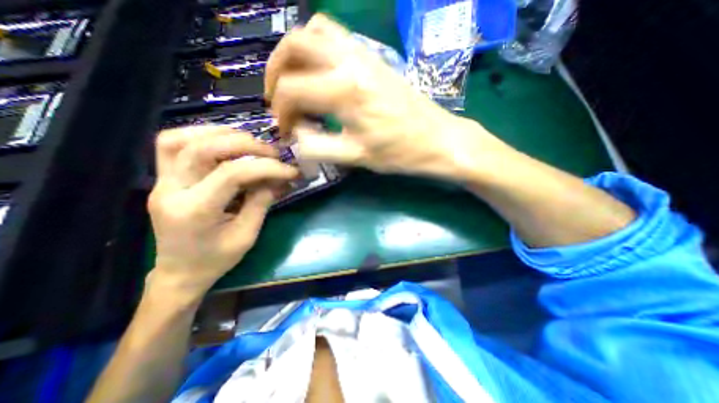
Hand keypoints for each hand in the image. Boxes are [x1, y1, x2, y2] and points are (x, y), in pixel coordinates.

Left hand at [148, 126, 296, 302]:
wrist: (180, 273)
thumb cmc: (216, 259)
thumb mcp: (247, 235)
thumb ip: (262, 202)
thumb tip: (279, 177)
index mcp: (195, 211)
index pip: (233, 174)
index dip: (266, 167)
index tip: (290, 170)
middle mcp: (170, 191)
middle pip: (203, 148)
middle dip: (244, 144)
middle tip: (272, 152)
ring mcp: (160, 182)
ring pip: (179, 139)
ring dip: (219, 133)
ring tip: (248, 141)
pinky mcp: (163, 179)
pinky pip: (172, 145)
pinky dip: (200, 136)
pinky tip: (224, 142)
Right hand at [263, 15, 503, 180]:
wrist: (437, 138)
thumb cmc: (400, 152)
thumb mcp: (356, 157)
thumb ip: (318, 147)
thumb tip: (296, 134)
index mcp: (345, 92)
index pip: (291, 91)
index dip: (281, 114)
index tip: (285, 132)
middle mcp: (351, 63)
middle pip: (294, 46)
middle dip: (275, 72)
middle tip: (277, 99)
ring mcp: (364, 55)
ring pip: (313, 32)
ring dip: (294, 54)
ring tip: (293, 81)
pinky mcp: (373, 57)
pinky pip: (336, 36)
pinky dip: (317, 47)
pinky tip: (319, 72)